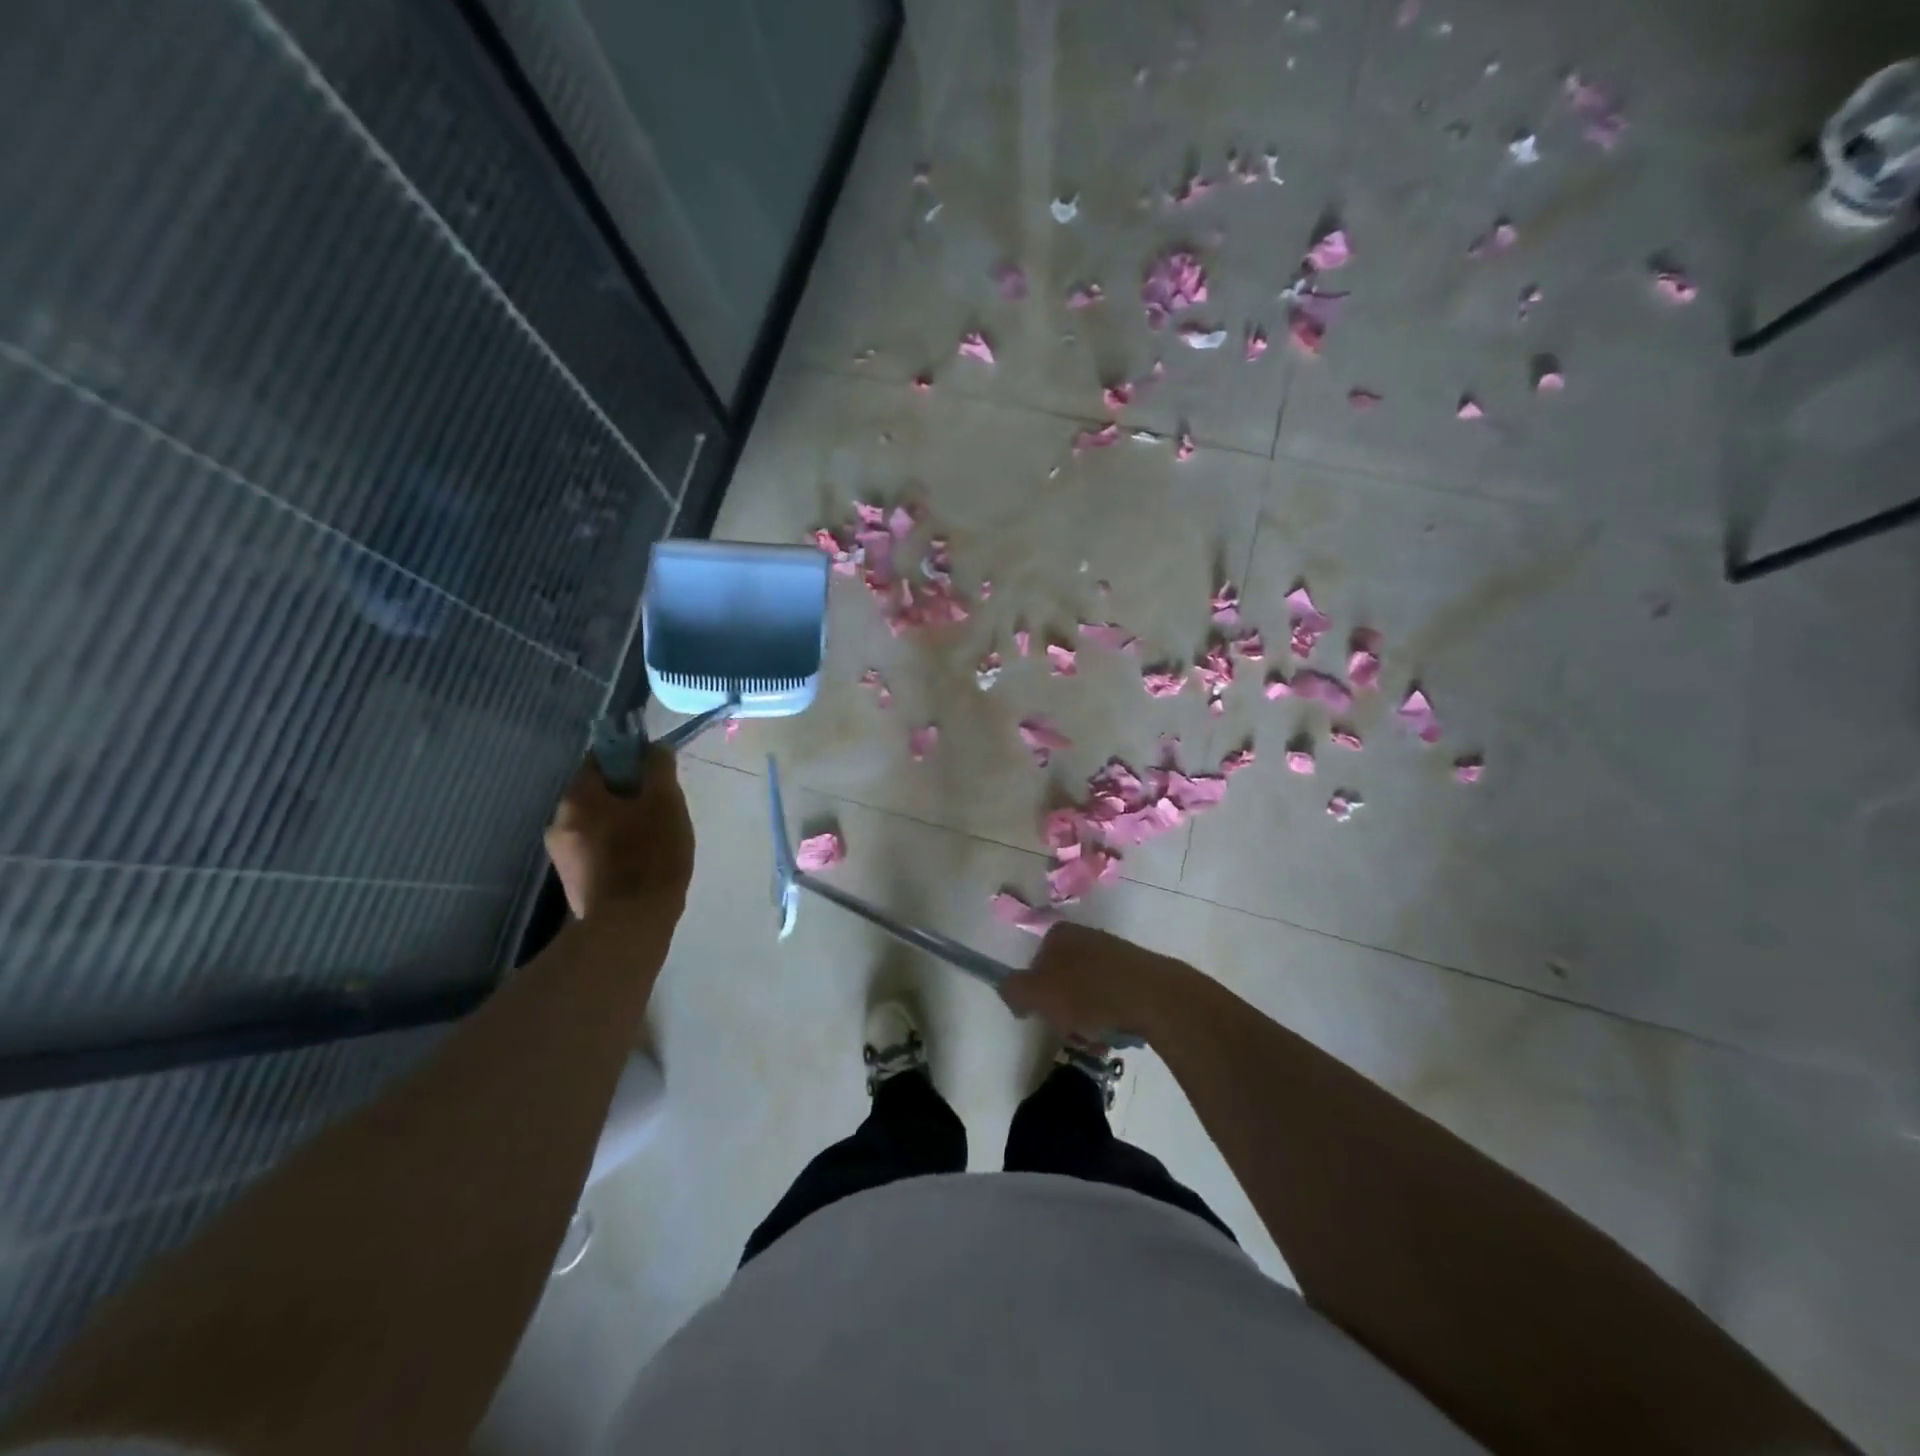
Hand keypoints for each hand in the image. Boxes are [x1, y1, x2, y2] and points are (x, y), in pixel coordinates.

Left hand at [545, 744, 694, 919]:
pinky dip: (619, 846)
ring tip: (658, 838)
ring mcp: (562, 855)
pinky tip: (644, 862)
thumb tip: (653, 749)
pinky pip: (598, 848)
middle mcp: (559, 821)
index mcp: (577, 797)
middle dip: (630, 794)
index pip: (600, 758)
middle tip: (664, 807)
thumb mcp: (665, 802)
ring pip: (599, 821)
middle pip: (598, 792)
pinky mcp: (573, 881)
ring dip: (625, 821)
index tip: (657, 773)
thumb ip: (659, 768)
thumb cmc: (650, 856)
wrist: (629, 926)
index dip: (631, 757)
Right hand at [998, 923, 1189, 1042]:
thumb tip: (1008, 990)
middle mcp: (1085, 935)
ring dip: (1086, 1015)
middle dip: (1062, 1006)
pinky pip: (1112, 996)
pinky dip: (1110, 1014)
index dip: (1035, 993)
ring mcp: (1113, 952)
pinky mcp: (1137, 972)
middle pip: (1061, 978)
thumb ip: (1014, 990)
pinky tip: (1116, 1030)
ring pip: (1086, 990)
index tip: (1043, 1016)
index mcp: (1058, 934)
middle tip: (1069, 1028)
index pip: (1034, 965)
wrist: (1153, 996)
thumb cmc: (1088, 992)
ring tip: (1095, 1034)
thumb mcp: (1038, 994)